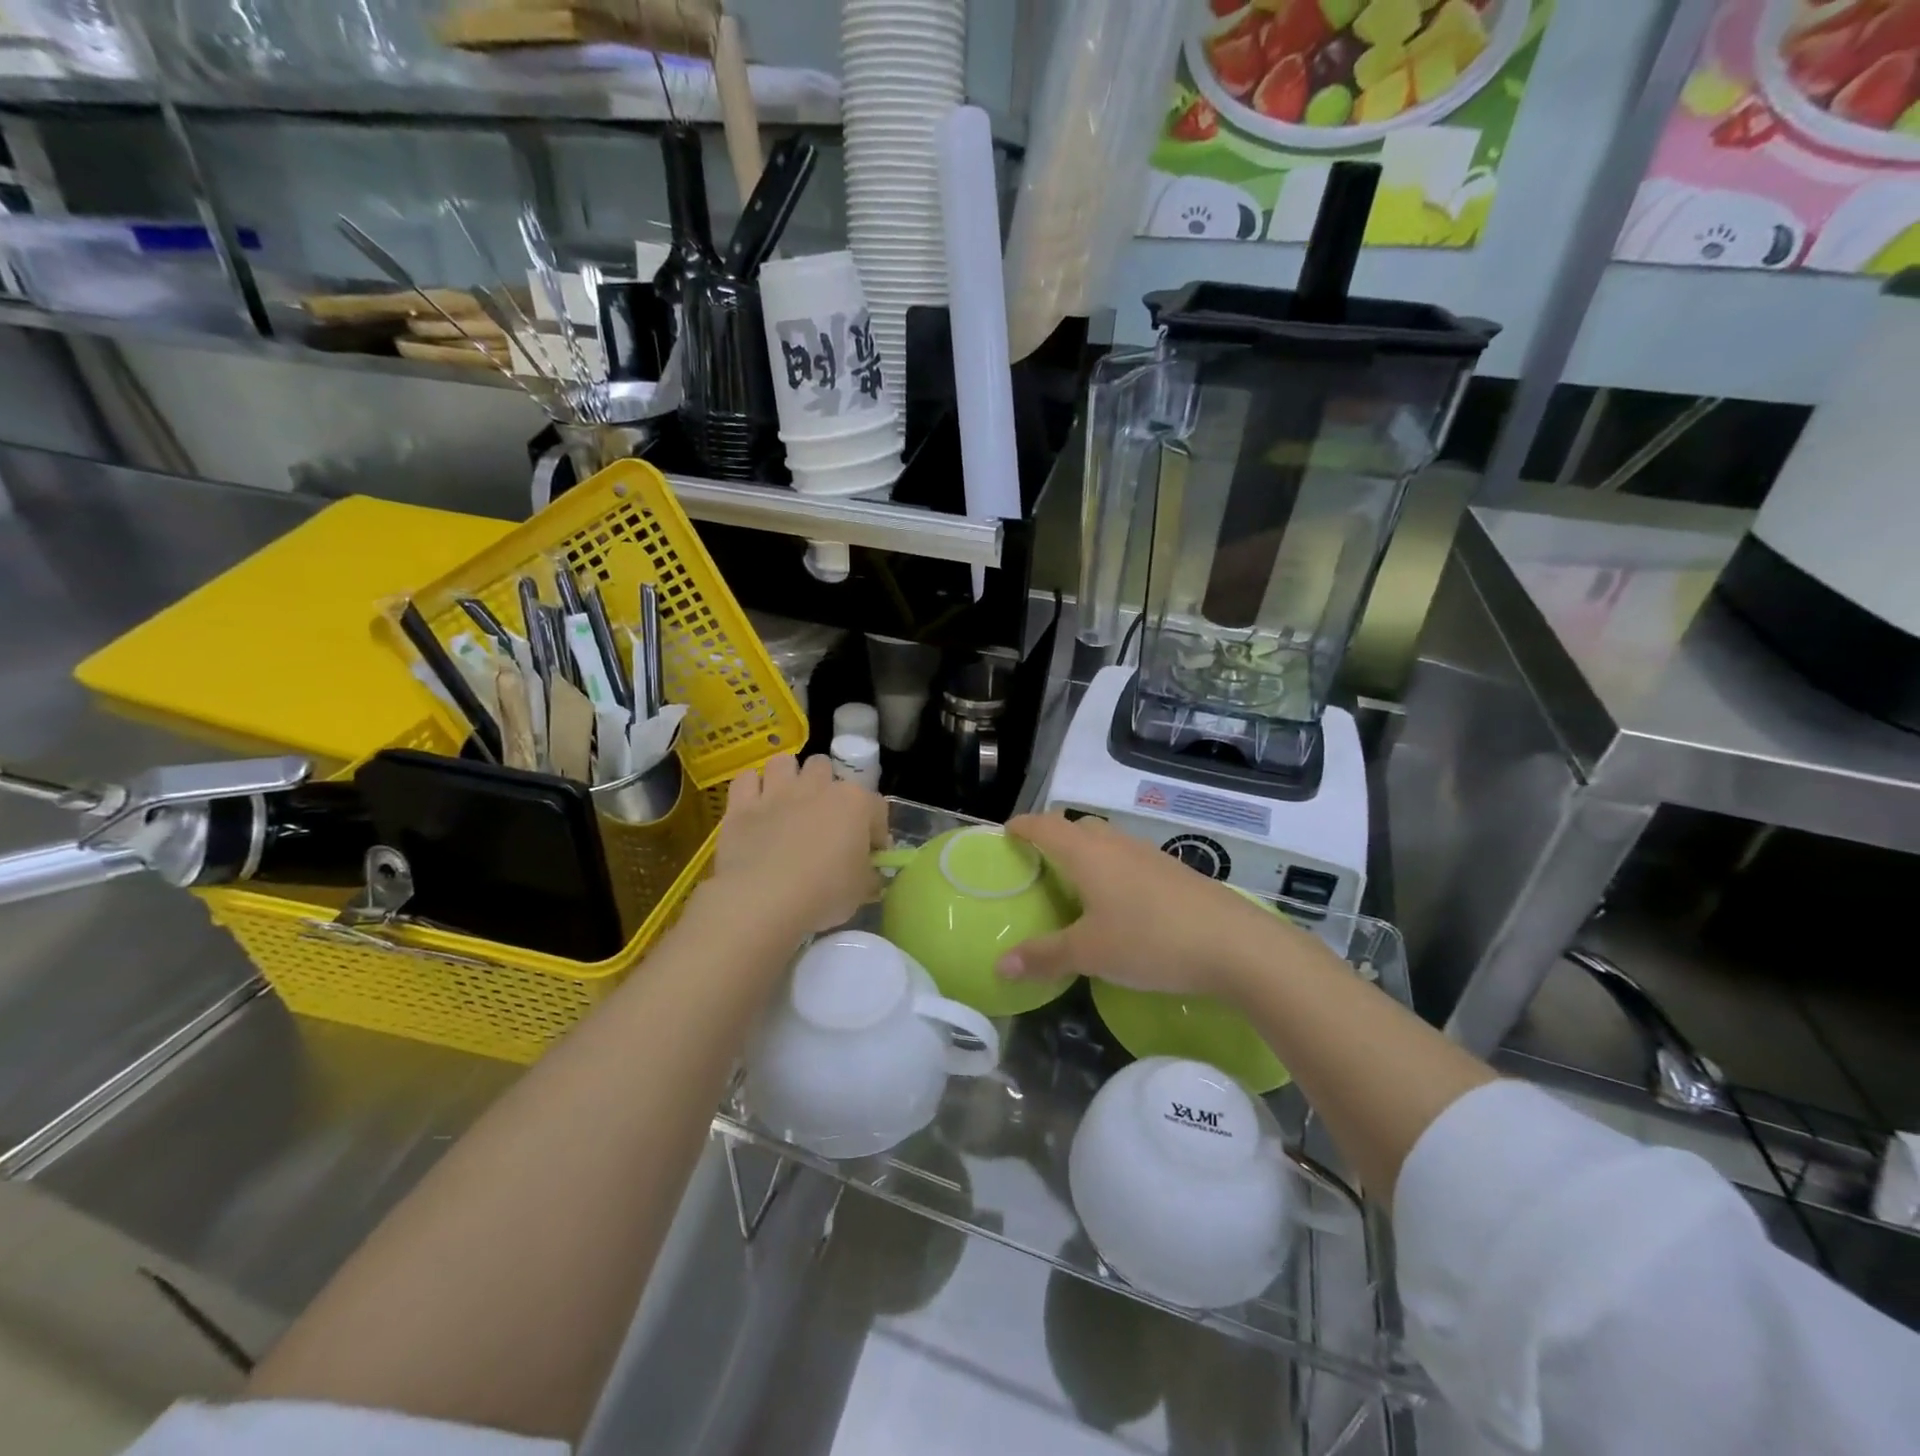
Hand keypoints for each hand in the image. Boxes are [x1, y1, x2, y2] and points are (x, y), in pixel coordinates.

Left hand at [711, 754, 886, 935]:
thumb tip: (870, 875)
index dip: (876, 830)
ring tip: (788, 802)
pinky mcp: (742, 805)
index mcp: (854, 803)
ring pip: (783, 763)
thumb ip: (869, 876)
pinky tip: (754, 805)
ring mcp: (777, 792)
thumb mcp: (862, 892)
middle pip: (824, 767)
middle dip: (826, 786)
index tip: (871, 853)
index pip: (876, 807)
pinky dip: (751, 788)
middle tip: (824, 818)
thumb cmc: (824, 894)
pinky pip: (746, 780)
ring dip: (787, 777)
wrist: (763, 900)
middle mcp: (817, 787)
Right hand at [995, 813, 1320, 1001]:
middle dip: (1054, 837)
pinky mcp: (1174, 873)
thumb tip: (999, 966)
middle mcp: (1117, 844)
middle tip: (1038, 866)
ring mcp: (1149, 855)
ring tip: (1075, 887)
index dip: (1022, 827)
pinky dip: (1112, 870)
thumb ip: (1043, 956)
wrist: (1235, 944)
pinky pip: (1130, 860)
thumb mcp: (1090, 953)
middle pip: (1077, 826)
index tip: (1006, 834)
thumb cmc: (1150, 940)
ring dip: (1086, 854)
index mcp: (1088, 853)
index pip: (1045, 825)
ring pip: (1107, 842)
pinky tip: (1119, 905)